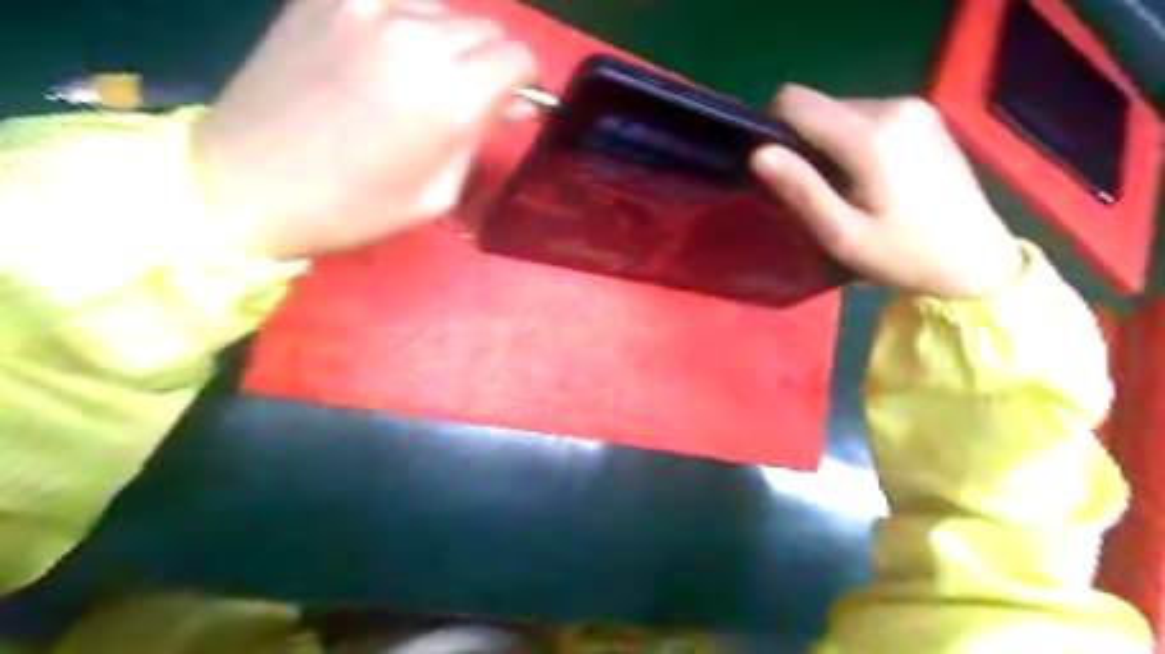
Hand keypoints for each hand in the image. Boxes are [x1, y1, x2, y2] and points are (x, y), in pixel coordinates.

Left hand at [189, 0, 537, 260]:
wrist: (247, 183)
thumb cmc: (355, 207)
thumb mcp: (437, 192)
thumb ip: (481, 138)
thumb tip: (516, 105)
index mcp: (451, 95)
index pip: (518, 57)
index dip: (526, 81)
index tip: (516, 101)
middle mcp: (417, 36)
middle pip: (486, 28)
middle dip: (491, 63)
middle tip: (470, 98)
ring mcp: (367, 6)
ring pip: (443, 10)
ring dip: (449, 42)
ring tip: (421, 79)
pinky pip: (393, 0)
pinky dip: (405, 25)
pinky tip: (383, 58)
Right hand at [750, 84, 1020, 297]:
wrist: (976, 261)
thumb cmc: (902, 256)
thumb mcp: (841, 234)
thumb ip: (800, 189)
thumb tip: (758, 153)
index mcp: (870, 134)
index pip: (795, 102)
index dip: (773, 130)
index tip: (779, 171)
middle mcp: (893, 105)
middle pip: (818, 106)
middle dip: (802, 141)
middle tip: (813, 190)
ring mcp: (915, 106)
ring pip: (840, 110)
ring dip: (827, 143)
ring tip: (842, 187)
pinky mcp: (925, 116)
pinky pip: (866, 115)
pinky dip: (851, 140)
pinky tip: (868, 176)